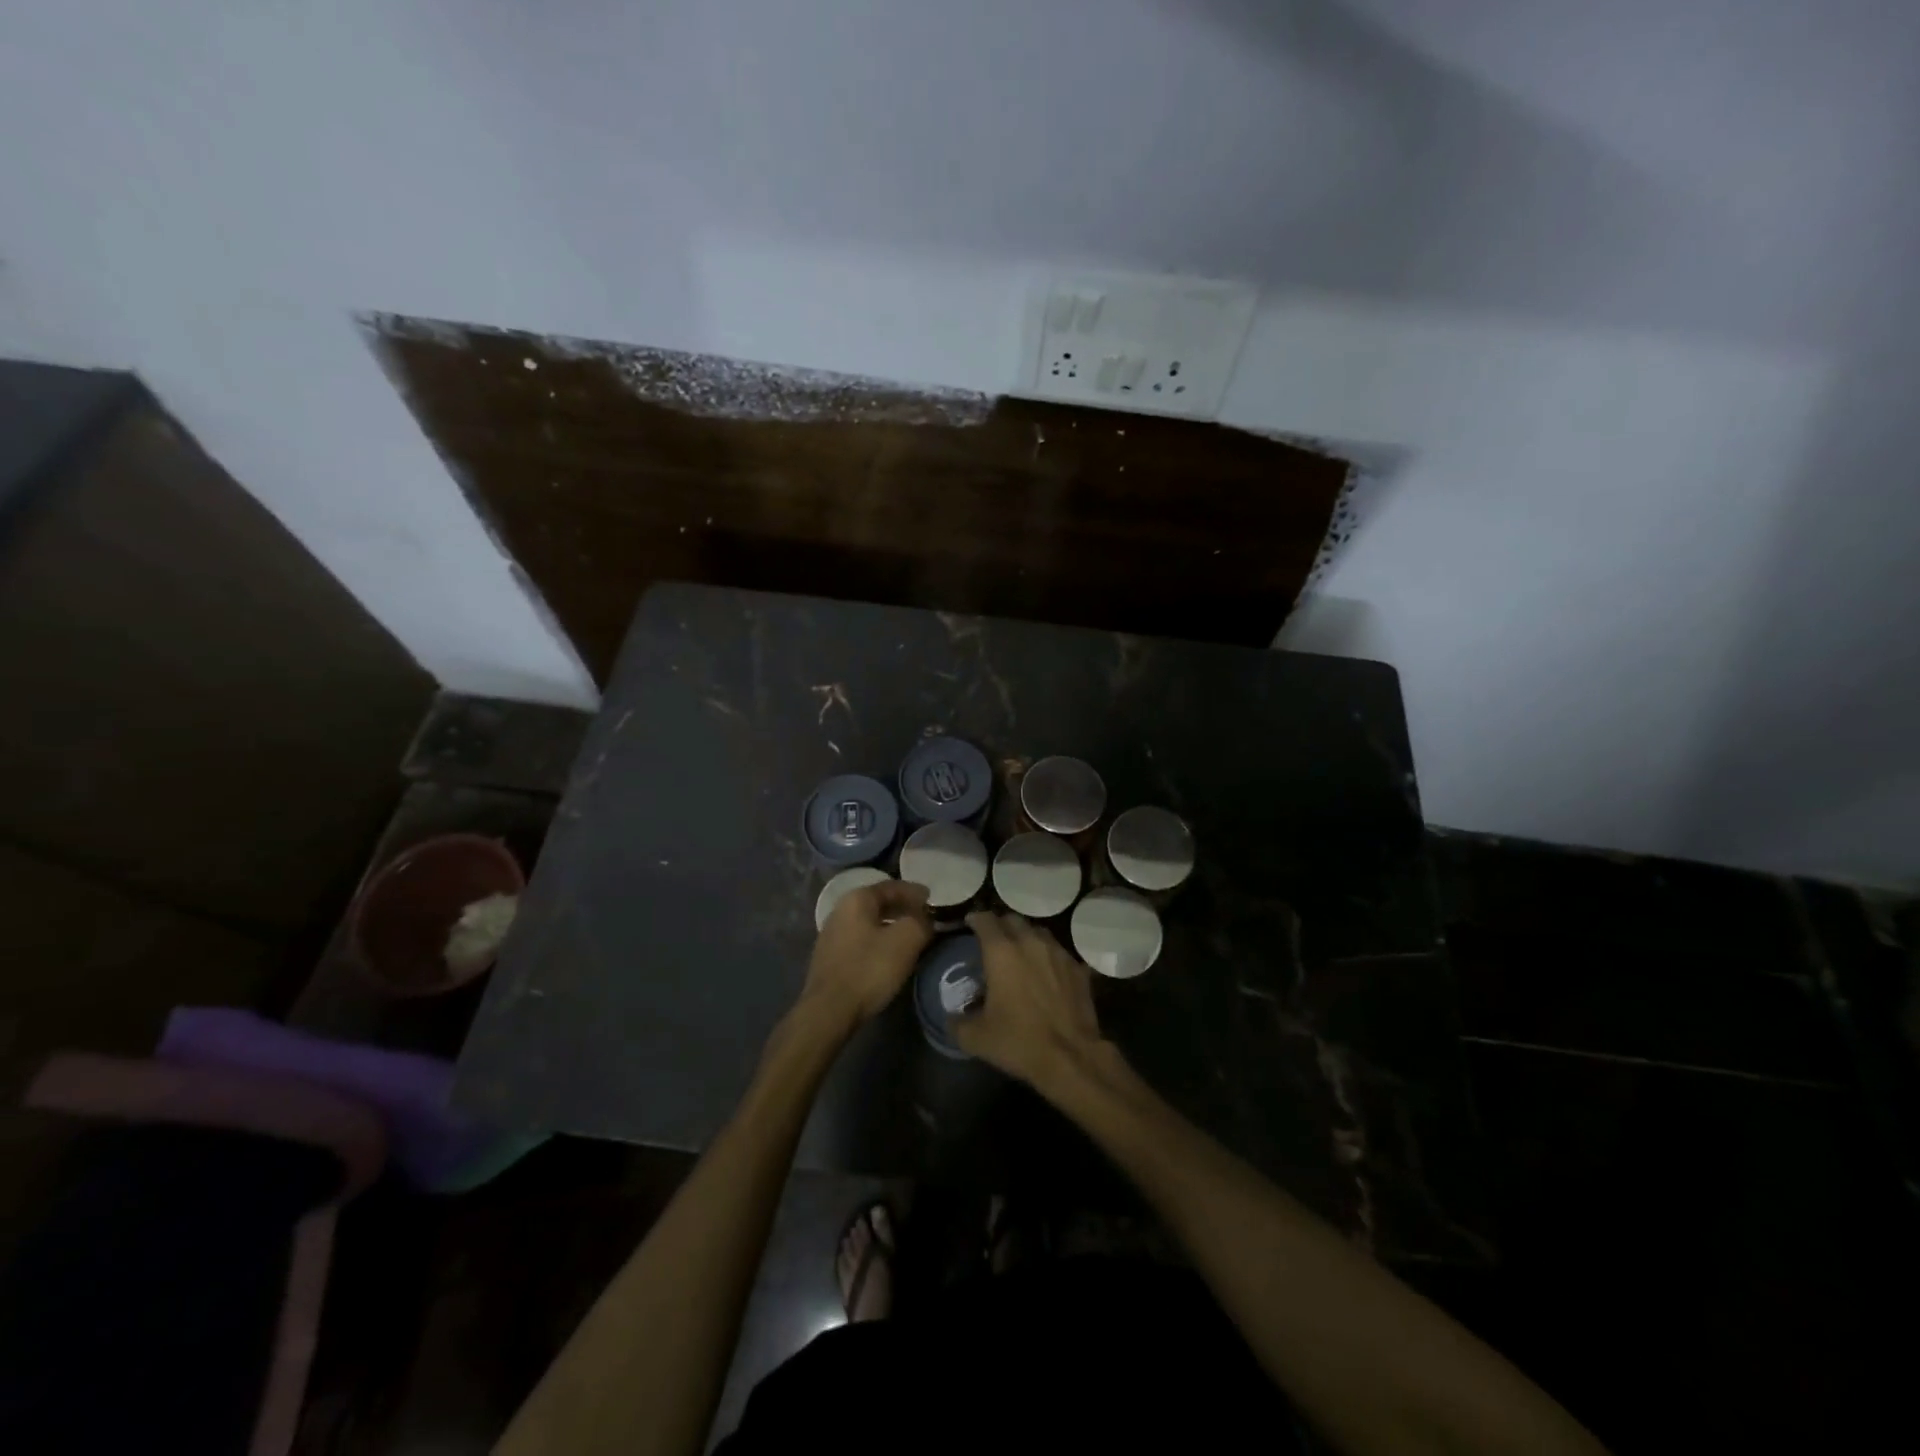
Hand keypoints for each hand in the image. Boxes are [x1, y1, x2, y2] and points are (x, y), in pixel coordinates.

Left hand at [801, 880, 933, 1028]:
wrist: (830, 1009)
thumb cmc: (869, 969)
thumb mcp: (906, 940)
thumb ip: (921, 922)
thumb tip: (925, 919)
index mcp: (857, 899)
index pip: (891, 886)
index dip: (914, 892)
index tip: (931, 899)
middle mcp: (840, 910)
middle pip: (878, 902)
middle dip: (902, 908)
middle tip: (923, 916)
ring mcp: (831, 934)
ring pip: (868, 922)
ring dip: (890, 925)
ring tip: (909, 935)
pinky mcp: (829, 957)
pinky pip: (860, 939)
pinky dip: (878, 940)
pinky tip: (888, 954)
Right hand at [956, 911, 1104, 1088]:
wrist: (1070, 1057)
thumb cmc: (1018, 1041)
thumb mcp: (976, 1038)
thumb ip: (957, 1023)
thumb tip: (951, 1018)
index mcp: (1001, 951)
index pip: (985, 920)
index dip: (975, 919)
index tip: (970, 924)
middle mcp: (1030, 942)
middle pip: (1013, 920)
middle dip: (1000, 925)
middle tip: (993, 940)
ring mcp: (1058, 953)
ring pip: (1038, 932)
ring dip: (1026, 937)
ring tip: (1020, 953)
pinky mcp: (1078, 968)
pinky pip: (1059, 953)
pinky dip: (1049, 957)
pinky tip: (1047, 973)